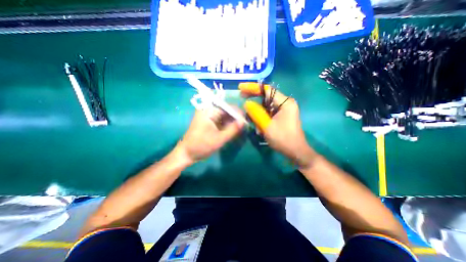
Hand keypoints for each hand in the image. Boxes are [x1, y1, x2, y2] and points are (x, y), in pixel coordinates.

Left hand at [176, 107, 245, 162]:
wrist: (187, 153)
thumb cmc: (202, 145)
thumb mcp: (220, 139)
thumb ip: (233, 129)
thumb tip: (243, 122)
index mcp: (209, 111)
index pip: (228, 107)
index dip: (238, 114)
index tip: (245, 122)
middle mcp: (208, 110)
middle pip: (226, 111)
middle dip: (235, 118)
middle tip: (243, 127)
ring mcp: (208, 116)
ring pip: (224, 116)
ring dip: (232, 122)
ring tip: (239, 129)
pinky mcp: (208, 121)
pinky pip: (220, 120)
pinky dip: (227, 125)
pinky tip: (232, 130)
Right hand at [240, 83, 316, 167]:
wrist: (295, 151)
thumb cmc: (283, 139)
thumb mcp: (267, 126)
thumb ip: (256, 113)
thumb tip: (247, 103)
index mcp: (285, 103)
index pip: (267, 90)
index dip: (253, 88)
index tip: (241, 87)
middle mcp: (285, 103)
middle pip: (266, 96)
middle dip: (253, 97)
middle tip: (241, 97)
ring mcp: (284, 110)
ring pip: (266, 105)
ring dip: (257, 111)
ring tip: (251, 119)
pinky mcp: (281, 116)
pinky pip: (268, 112)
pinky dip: (261, 116)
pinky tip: (259, 126)